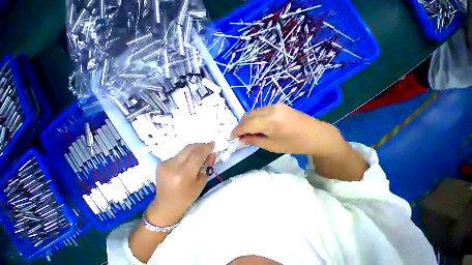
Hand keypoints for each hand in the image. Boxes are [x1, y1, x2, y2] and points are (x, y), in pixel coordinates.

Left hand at [147, 142, 215, 224]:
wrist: (165, 206)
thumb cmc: (186, 197)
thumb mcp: (201, 182)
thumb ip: (207, 166)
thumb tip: (211, 153)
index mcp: (184, 174)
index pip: (198, 155)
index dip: (206, 147)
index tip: (213, 143)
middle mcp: (173, 166)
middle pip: (190, 148)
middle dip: (201, 145)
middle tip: (208, 146)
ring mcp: (165, 164)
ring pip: (184, 149)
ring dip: (194, 149)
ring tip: (201, 152)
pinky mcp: (161, 163)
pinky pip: (178, 154)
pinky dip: (187, 154)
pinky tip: (190, 159)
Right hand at [231, 104, 347, 157]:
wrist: (316, 135)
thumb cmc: (294, 144)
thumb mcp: (271, 146)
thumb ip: (254, 140)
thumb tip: (241, 139)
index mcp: (269, 121)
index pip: (246, 124)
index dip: (236, 131)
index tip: (231, 137)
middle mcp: (270, 109)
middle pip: (247, 115)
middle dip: (241, 125)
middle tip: (239, 135)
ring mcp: (275, 105)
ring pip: (253, 112)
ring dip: (247, 121)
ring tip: (248, 131)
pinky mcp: (278, 105)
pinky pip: (260, 110)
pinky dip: (255, 117)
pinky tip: (257, 125)